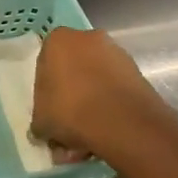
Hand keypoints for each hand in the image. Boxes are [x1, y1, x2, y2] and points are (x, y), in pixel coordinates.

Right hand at [33, 26, 177, 162]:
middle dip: (70, 97)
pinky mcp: (138, 72)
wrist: (123, 123)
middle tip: (67, 127)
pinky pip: (115, 91)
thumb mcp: (40, 120)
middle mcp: (87, 38)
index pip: (45, 63)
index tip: (49, 110)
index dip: (46, 90)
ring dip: (91, 106)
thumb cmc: (70, 110)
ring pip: (96, 82)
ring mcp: (116, 53)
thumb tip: (43, 128)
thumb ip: (40, 119)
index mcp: (58, 40)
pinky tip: (105, 134)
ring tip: (87, 139)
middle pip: (73, 69)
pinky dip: (110, 109)